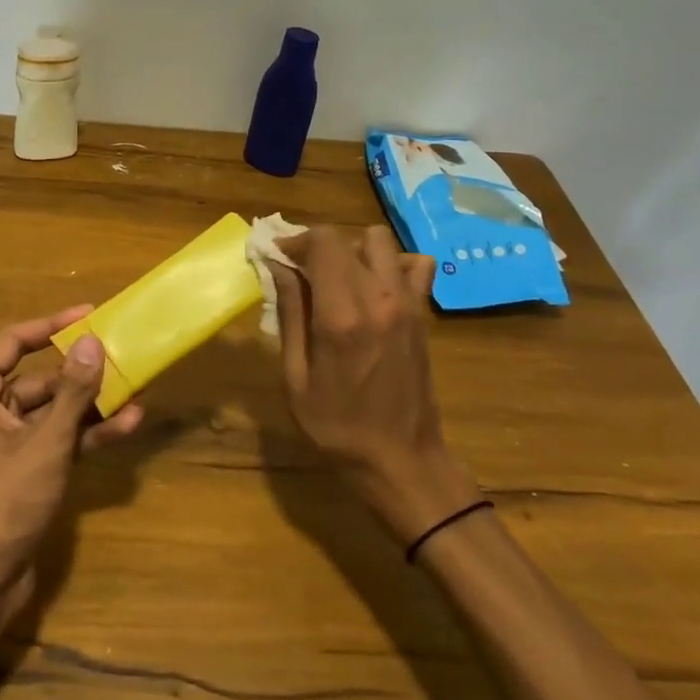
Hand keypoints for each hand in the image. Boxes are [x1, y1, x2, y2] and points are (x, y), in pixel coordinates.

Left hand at [0, 308, 142, 597]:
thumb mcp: (46, 442)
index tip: (89, 314)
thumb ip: (72, 392)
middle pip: (40, 377)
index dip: (51, 324)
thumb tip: (92, 342)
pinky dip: (86, 433)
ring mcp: (8, 440)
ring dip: (91, 405)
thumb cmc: (5, 500)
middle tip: (121, 356)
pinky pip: (58, 438)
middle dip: (81, 372)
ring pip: (54, 410)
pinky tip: (126, 425)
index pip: (14, 341)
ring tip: (135, 391)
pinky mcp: (25, 467)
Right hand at [269, 227, 478, 542]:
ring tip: (336, 278)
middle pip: (347, 238)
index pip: (323, 242)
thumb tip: (278, 267)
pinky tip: (374, 287)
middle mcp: (379, 298)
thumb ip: (290, 313)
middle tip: (300, 271)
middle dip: (317, 245)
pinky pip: (414, 265)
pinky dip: (392, 264)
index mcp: (342, 316)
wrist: (402, 461)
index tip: (277, 256)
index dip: (295, 240)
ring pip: (380, 242)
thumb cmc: (337, 426)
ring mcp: (407, 303)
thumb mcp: (295, 377)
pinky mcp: (422, 313)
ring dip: (353, 250)